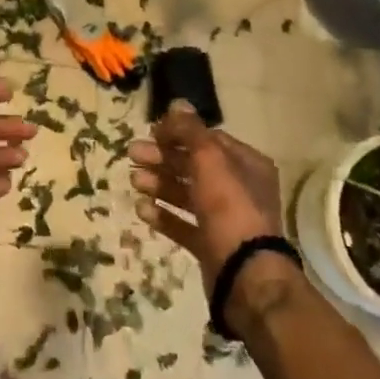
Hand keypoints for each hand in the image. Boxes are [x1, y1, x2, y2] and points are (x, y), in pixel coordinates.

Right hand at [130, 103, 283, 294]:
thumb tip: (177, 103)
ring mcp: (225, 219)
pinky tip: (142, 209)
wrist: (245, 275)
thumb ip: (191, 130)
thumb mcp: (209, 158)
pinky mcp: (211, 246)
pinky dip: (164, 215)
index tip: (151, 132)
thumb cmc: (229, 206)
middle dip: (162, 158)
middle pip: (194, 166)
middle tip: (132, 154)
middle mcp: (239, 188)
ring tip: (133, 181)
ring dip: (159, 184)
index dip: (179, 133)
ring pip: (186, 194)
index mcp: (246, 164)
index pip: (208, 139)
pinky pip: (184, 225)